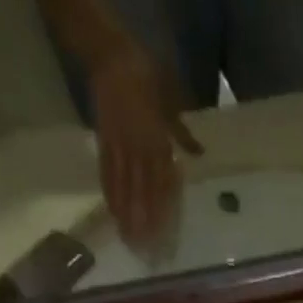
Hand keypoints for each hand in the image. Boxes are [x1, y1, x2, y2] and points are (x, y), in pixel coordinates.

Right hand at [89, 46, 201, 248]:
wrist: (109, 52)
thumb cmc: (147, 77)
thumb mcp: (171, 103)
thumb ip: (182, 133)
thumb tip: (199, 153)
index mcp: (158, 143)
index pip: (162, 187)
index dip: (162, 213)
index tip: (164, 236)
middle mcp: (139, 150)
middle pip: (142, 195)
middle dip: (143, 224)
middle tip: (144, 250)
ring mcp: (119, 146)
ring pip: (123, 188)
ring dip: (126, 216)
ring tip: (128, 240)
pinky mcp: (103, 140)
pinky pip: (107, 172)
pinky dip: (110, 193)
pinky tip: (113, 212)